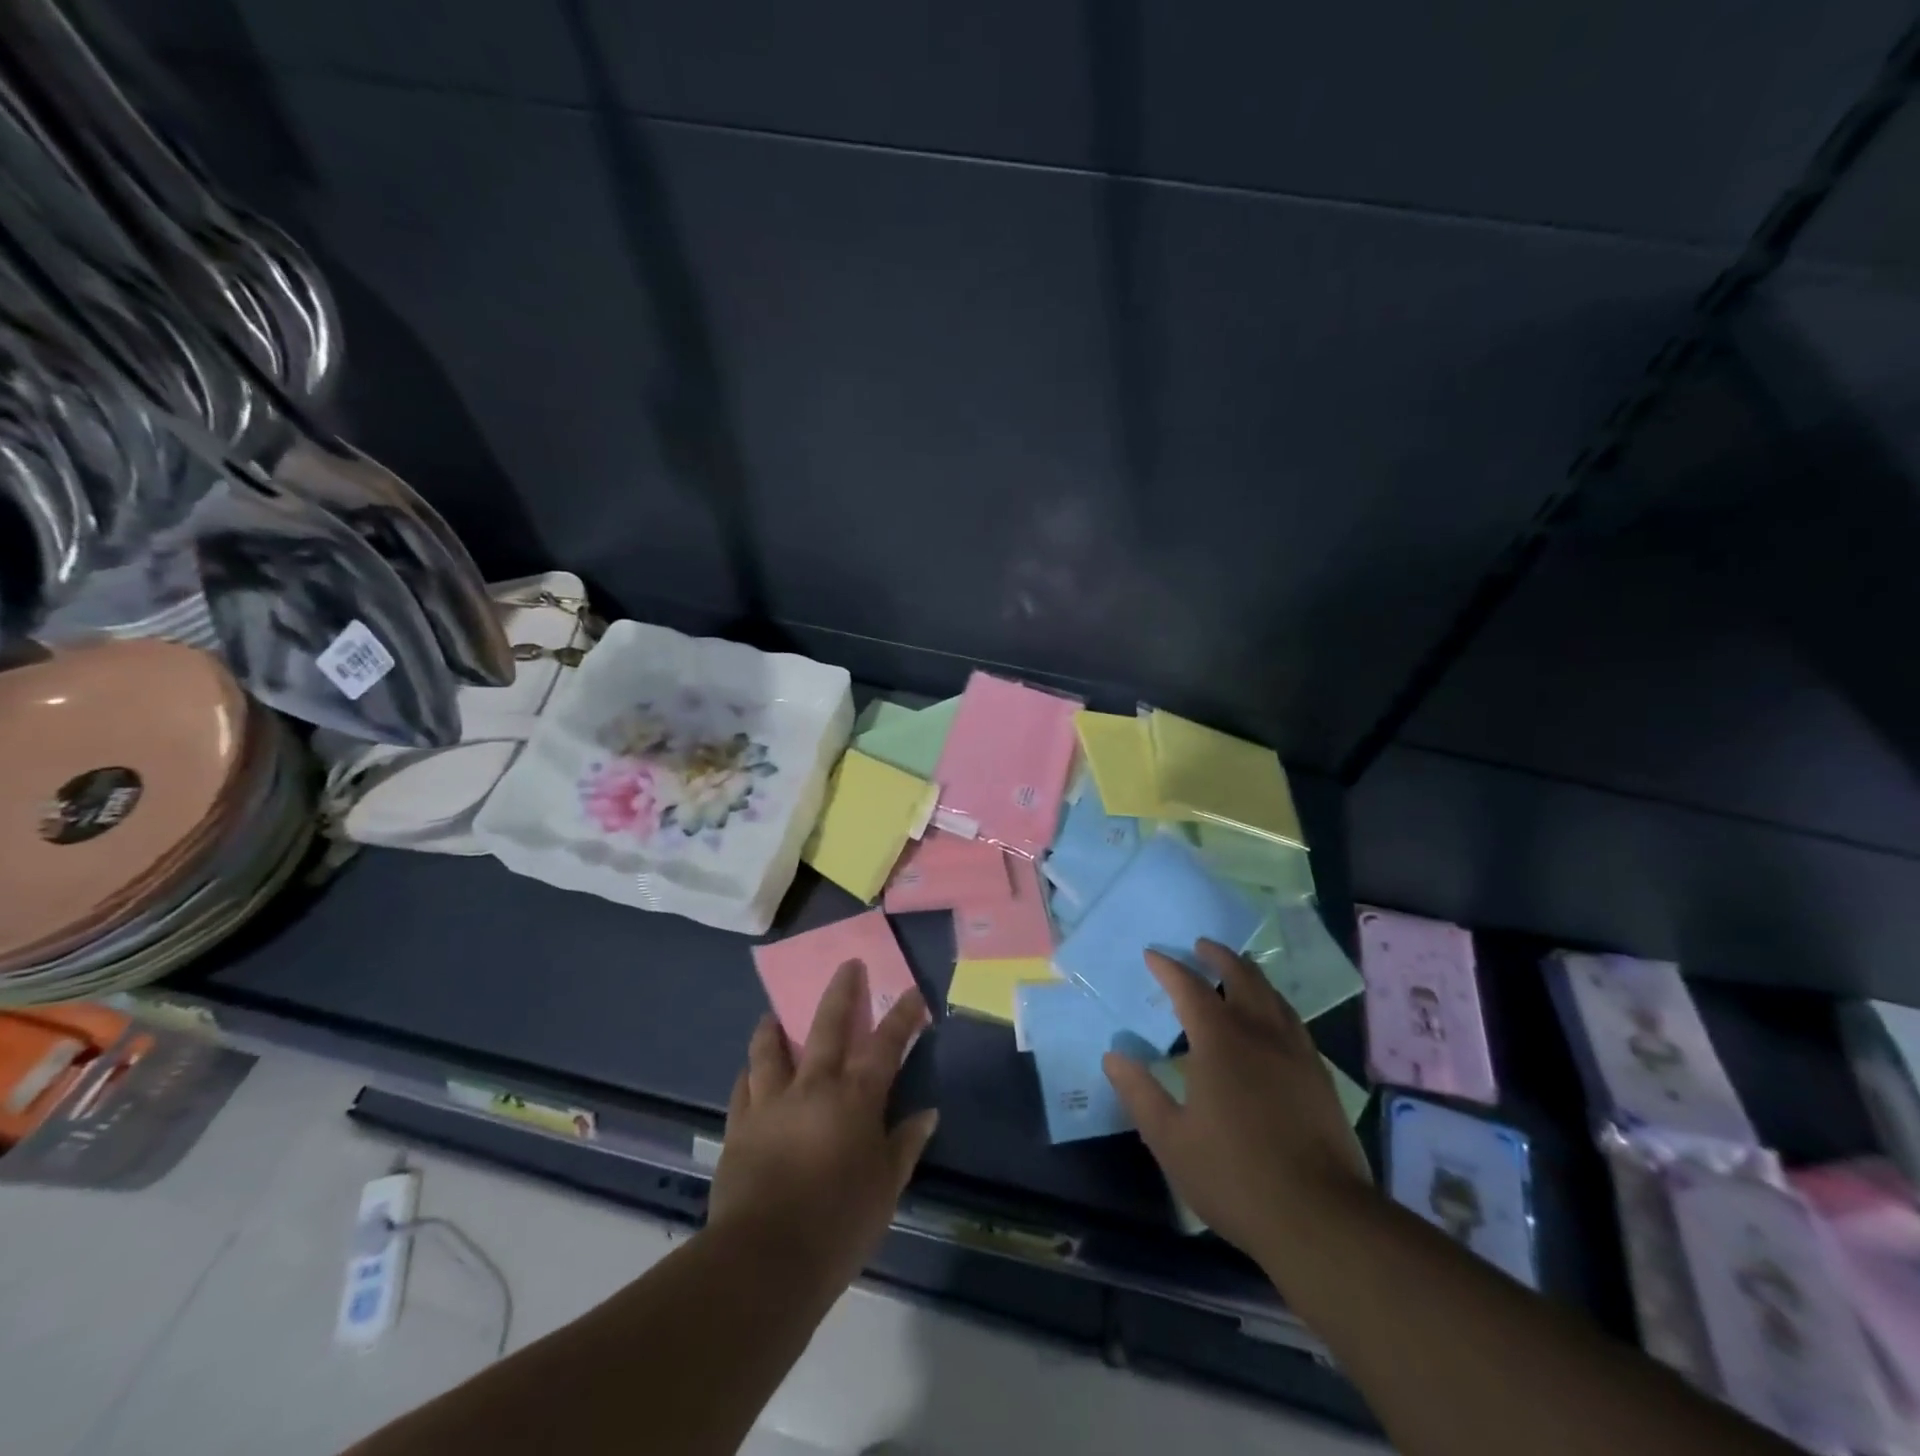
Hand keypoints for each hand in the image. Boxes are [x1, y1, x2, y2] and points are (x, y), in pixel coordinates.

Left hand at [707, 959, 937, 1293]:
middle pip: (828, 1026)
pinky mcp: (740, 1125)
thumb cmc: (838, 1224)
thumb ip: (904, 1145)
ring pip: (771, 1050)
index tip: (913, 992)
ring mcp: (771, 1102)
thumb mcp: (886, 1189)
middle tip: (847, 965)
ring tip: (772, 1015)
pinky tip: (748, 1072)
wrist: (764, 1260)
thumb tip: (927, 1114)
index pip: (885, 1045)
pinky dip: (749, 1074)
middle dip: (842, 992)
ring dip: (774, 1028)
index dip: (902, 1016)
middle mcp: (813, 1086)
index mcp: (855, 1098)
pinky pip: (743, 1088)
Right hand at [1103, 940, 1370, 1272]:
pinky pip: (1294, 1022)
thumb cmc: (1234, 1175)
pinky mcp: (1321, 1077)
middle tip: (1202, 945)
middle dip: (1219, 956)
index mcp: (1220, 1041)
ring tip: (1239, 971)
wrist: (1321, 1218)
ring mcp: (1297, 1053)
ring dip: (1251, 975)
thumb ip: (1140, 1093)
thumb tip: (1114, 1056)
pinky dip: (1275, 1006)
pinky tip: (1273, 1022)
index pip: (1190, 988)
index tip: (1152, 955)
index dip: (1169, 968)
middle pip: (1242, 977)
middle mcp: (1260, 1034)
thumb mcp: (1170, 1139)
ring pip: (1274, 996)